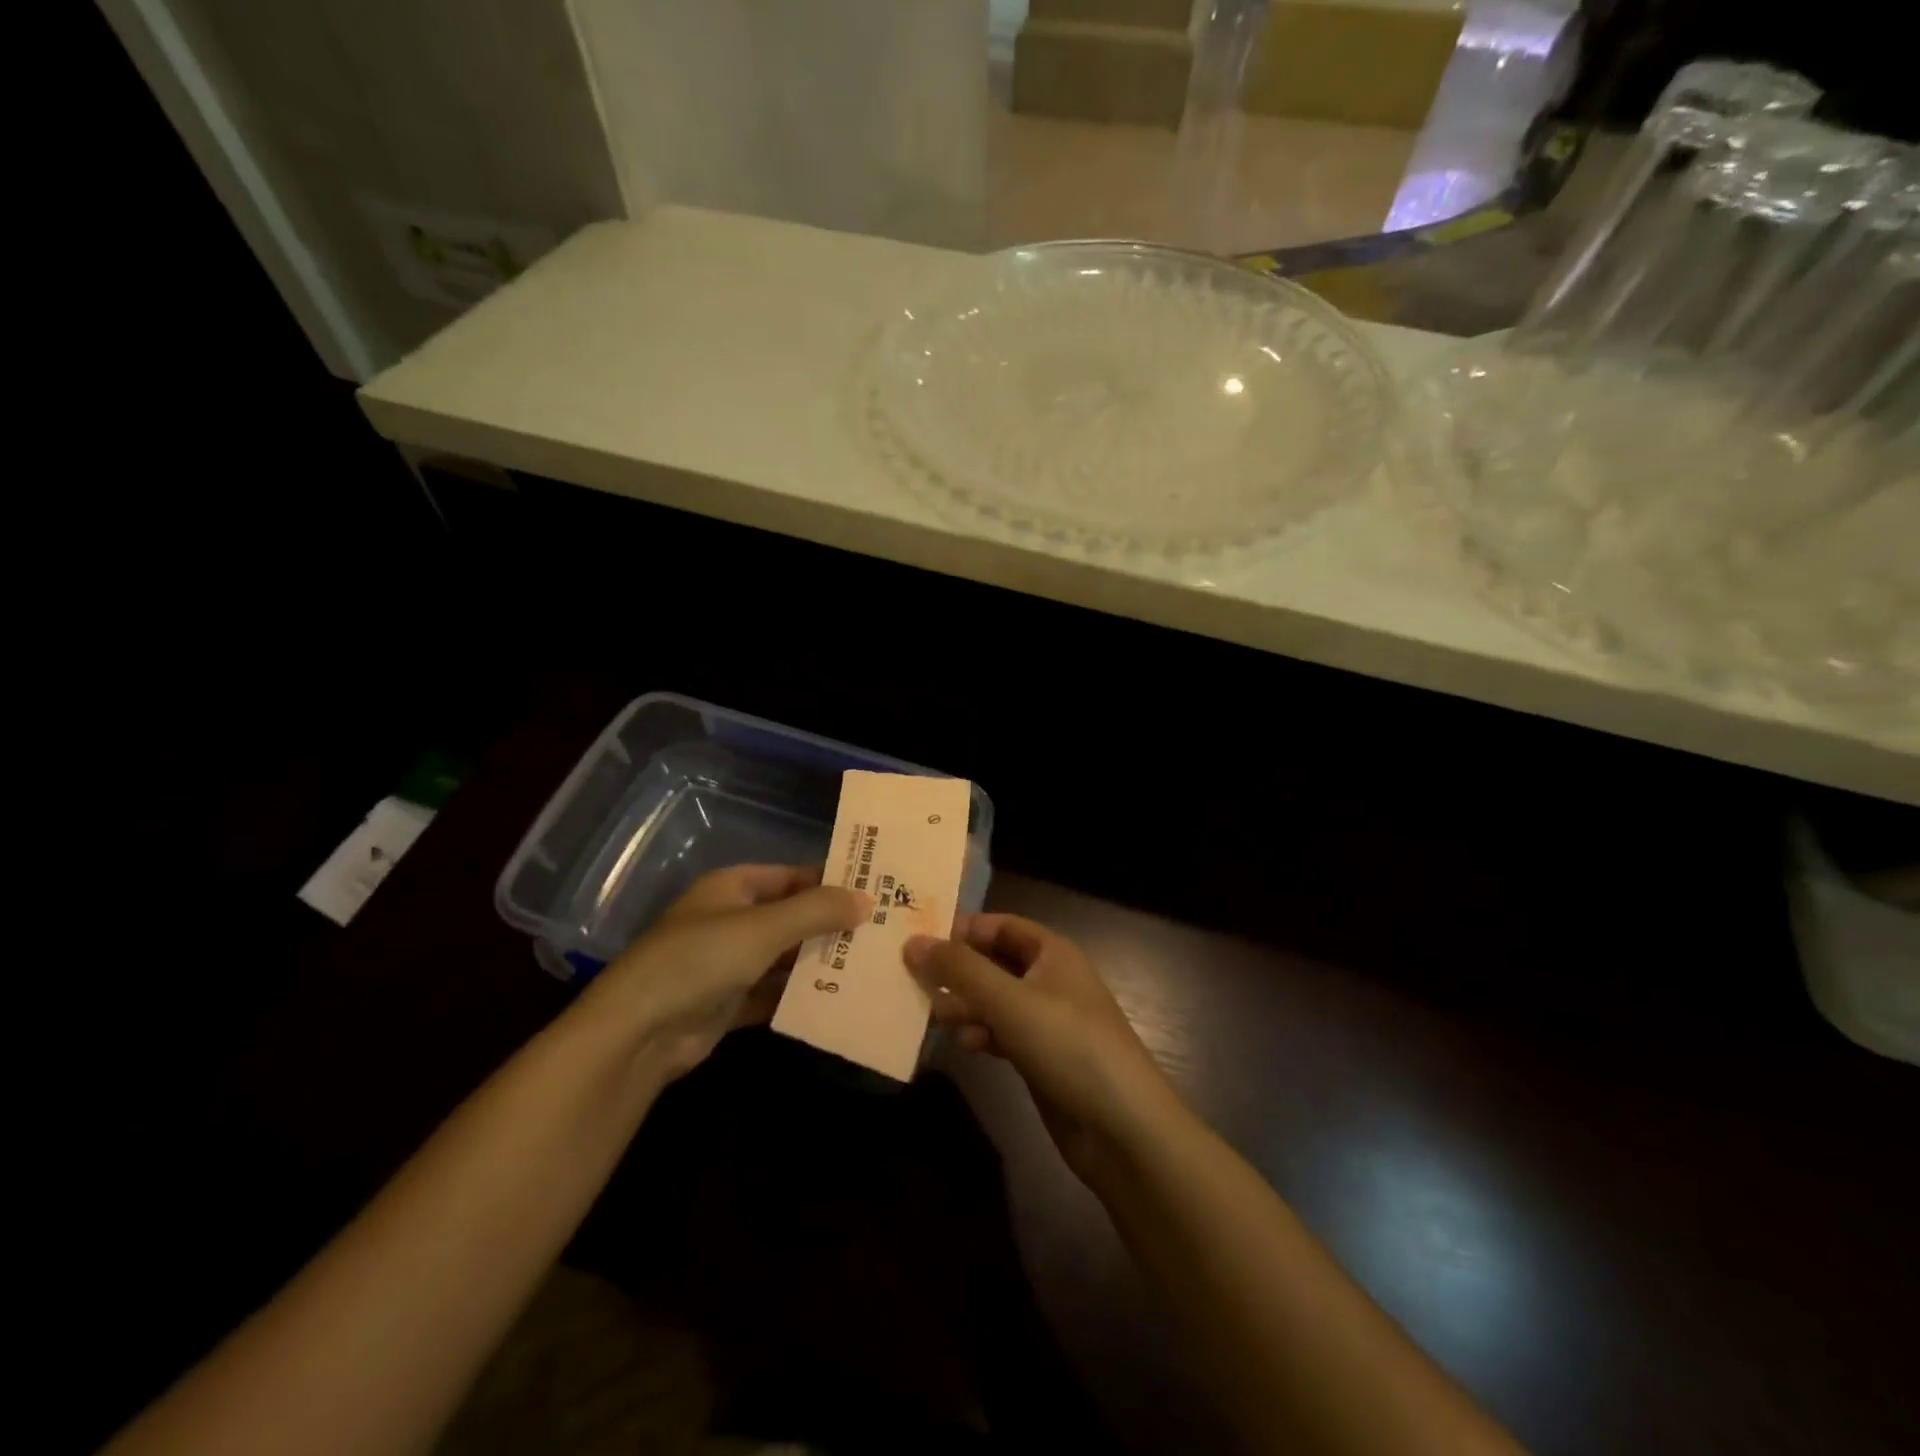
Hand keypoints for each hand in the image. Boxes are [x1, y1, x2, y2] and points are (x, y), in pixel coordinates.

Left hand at [587, 864, 865, 1079]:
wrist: (638, 1033)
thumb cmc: (701, 959)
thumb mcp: (764, 928)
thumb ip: (816, 911)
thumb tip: (868, 900)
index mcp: (732, 888)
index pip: (792, 875)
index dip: (830, 880)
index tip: (875, 890)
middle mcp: (730, 920)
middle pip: (791, 916)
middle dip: (831, 924)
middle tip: (883, 931)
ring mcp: (727, 963)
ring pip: (784, 957)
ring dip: (819, 961)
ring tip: (871, 965)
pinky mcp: (728, 1003)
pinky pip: (773, 992)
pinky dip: (800, 995)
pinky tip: (839, 999)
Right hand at [904, 915, 1177, 1182]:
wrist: (1122, 1128)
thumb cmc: (1068, 1045)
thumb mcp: (1009, 1000)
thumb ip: (959, 969)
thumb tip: (912, 941)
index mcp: (1052, 952)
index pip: (1000, 925)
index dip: (962, 929)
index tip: (919, 941)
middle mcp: (1050, 979)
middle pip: (994, 962)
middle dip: (958, 970)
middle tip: (915, 981)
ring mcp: (1047, 1020)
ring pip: (995, 1000)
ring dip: (966, 1005)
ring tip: (935, 1016)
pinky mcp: (1042, 1057)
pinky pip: (1002, 1032)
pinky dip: (982, 1034)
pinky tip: (967, 1045)